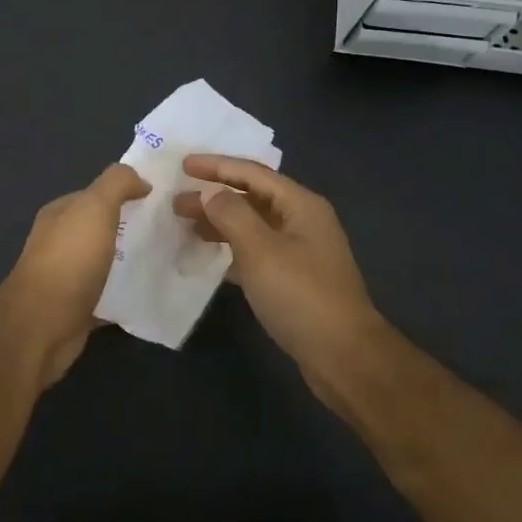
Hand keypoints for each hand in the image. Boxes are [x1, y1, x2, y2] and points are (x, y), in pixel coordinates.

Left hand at [0, 163, 149, 384]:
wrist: (42, 326)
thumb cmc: (69, 260)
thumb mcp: (94, 207)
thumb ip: (117, 184)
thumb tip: (141, 179)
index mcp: (60, 214)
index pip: (95, 195)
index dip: (125, 192)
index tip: (161, 199)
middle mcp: (60, 242)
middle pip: (101, 228)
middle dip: (131, 227)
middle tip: (171, 230)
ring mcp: (67, 277)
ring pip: (105, 261)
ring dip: (130, 260)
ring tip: (167, 260)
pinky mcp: (77, 309)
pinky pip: (108, 295)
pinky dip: (125, 293)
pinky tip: (150, 293)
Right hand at [173, 156, 381, 391]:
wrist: (344, 356)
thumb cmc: (301, 295)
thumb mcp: (261, 250)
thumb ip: (231, 214)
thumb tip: (210, 193)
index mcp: (300, 204)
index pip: (252, 172)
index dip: (216, 166)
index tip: (183, 164)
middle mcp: (302, 220)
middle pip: (252, 196)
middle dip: (214, 196)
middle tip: (176, 201)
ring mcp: (299, 250)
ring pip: (252, 225)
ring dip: (220, 222)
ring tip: (185, 226)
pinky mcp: (293, 278)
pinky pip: (255, 251)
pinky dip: (231, 248)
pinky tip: (208, 257)